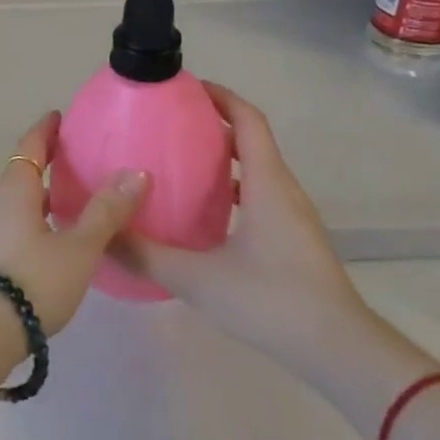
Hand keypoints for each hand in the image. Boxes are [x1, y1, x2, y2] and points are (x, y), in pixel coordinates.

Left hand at [0, 111, 148, 336]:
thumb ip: (106, 212)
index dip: (45, 130)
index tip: (58, 116)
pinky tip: (51, 239)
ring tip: (68, 200)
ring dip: (39, 195)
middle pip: (21, 172)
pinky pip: (12, 224)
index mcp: (14, 189)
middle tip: (73, 159)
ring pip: (16, 202)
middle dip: (44, 163)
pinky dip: (33, 219)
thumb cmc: (33, 280)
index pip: (30, 146)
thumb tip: (136, 172)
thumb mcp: (78, 247)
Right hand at [113, 83, 373, 377]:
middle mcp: (282, 190)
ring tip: (176, 160)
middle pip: (250, 138)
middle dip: (211, 122)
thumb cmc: (272, 302)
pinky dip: (230, 186)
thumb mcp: (197, 279)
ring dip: (221, 155)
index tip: (183, 87)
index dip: (219, 96)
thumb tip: (100, 233)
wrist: (340, 352)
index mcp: (266, 184)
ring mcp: (291, 216)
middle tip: (166, 122)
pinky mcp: (292, 239)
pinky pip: (258, 194)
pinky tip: (200, 211)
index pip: (248, 120)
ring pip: (255, 168)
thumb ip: (145, 255)